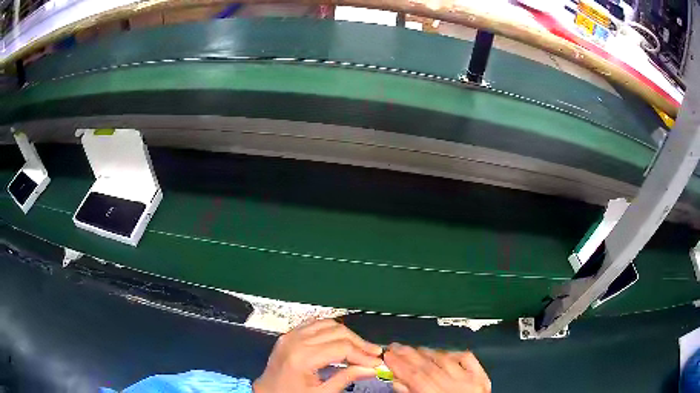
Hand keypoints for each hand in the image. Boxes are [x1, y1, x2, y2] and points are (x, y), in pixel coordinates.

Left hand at [253, 319, 382, 392]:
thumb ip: (346, 378)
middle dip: (359, 343)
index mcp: (302, 357)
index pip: (341, 348)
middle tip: (375, 354)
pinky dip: (333, 330)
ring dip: (348, 335)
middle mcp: (296, 340)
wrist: (266, 392)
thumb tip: (372, 368)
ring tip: (362, 348)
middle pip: (337, 332)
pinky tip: (342, 341)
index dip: (363, 354)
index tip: (378, 362)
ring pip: (329, 324)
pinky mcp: (289, 334)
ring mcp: (291, 334)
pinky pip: (316, 324)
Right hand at [384, 344, 490, 392]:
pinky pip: (467, 359)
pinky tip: (443, 352)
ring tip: (413, 349)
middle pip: (429, 366)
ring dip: (427, 352)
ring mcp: (471, 380)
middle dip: (409, 355)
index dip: (400, 364)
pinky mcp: (482, 377)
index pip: (417, 377)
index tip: (388, 355)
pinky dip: (453, 353)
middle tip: (395, 347)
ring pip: (446, 360)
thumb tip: (397, 381)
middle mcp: (457, 387)